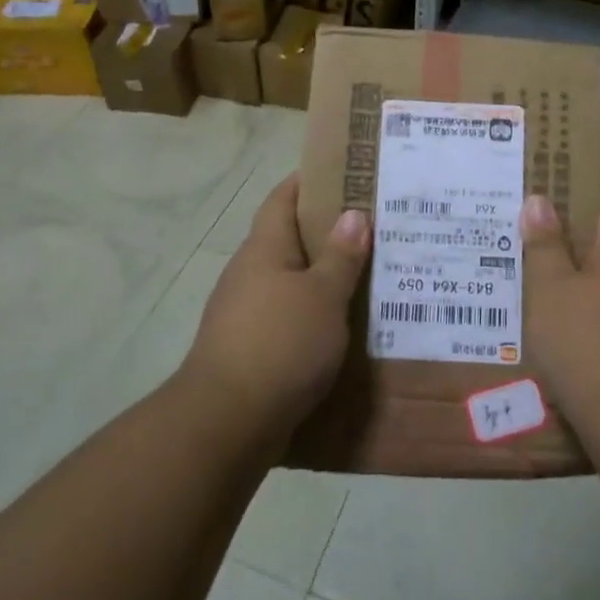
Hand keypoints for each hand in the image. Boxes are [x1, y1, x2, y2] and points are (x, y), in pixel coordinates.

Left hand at [181, 175, 369, 437]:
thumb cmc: (279, 345)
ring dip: (322, 277)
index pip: (283, 198)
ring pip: (290, 281)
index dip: (310, 181)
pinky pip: (287, 317)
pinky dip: (313, 314)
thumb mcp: (322, 296)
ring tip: (367, 277)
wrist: (226, 424)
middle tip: (373, 229)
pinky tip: (341, 326)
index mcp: (264, 249)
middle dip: (327, 232)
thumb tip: (353, 214)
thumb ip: (340, 256)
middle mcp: (249, 273)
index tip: (347, 175)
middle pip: (288, 239)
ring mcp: (243, 312)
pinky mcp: (248, 348)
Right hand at [521, 191, 599, 436]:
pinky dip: (599, 322)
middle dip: (575, 247)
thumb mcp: (550, 290)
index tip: (547, 209)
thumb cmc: (589, 345)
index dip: (581, 198)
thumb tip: (541, 201)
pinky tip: (569, 342)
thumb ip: (544, 244)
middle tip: (532, 255)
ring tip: (543, 301)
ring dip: (586, 289)